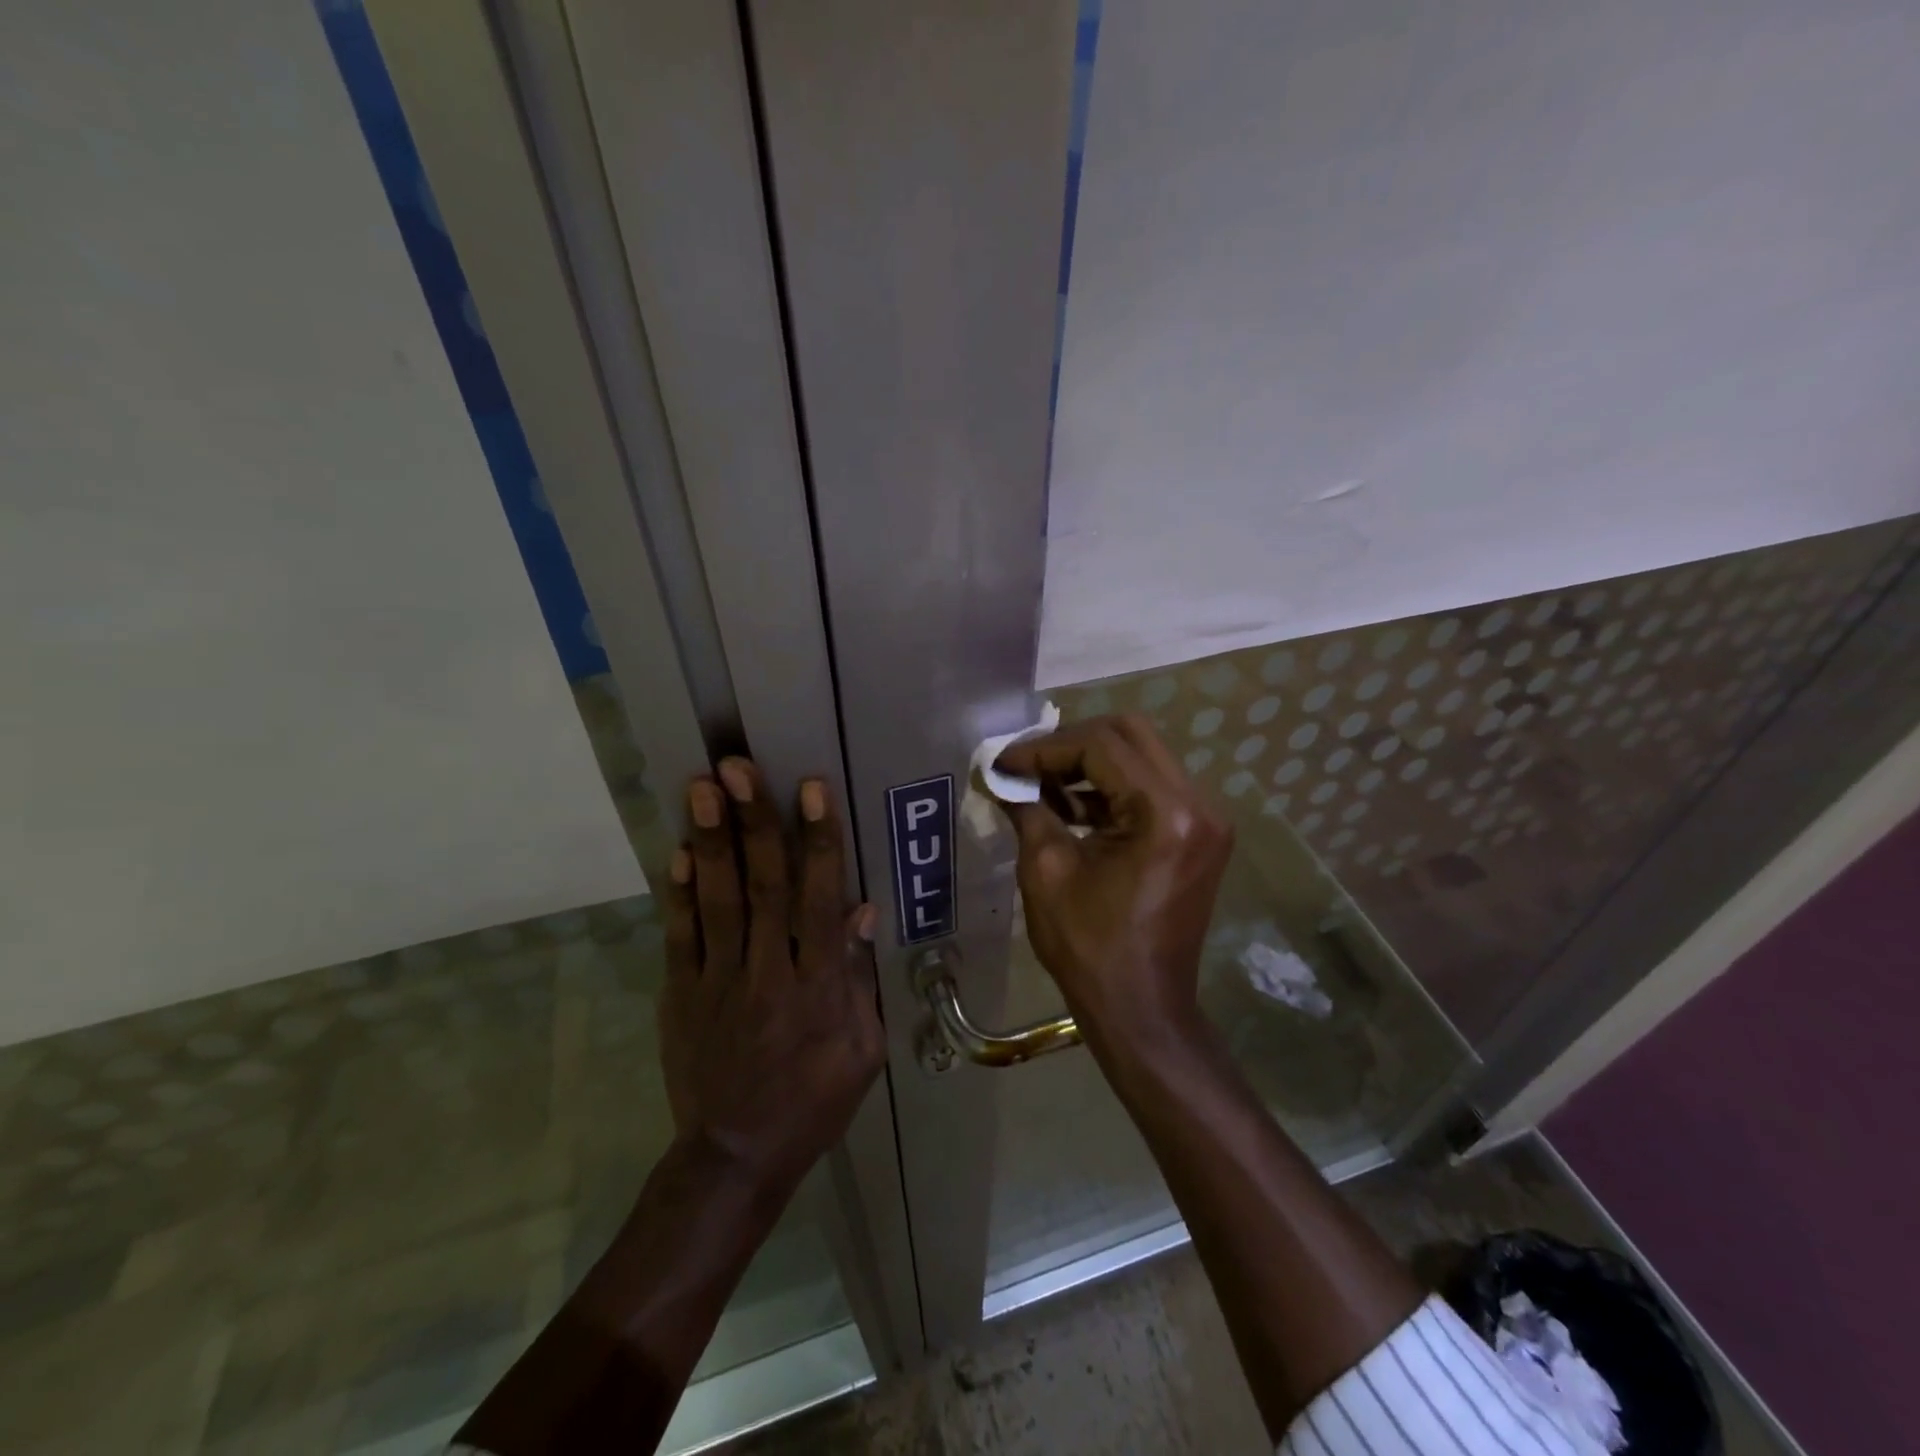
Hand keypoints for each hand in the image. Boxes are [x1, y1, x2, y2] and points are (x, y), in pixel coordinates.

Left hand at [659, 758, 884, 1197]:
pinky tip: (680, 849)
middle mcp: (768, 973)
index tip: (810, 789)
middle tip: (738, 767)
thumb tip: (859, 910)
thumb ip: (858, 977)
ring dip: (712, 840)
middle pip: (763, 887)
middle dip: (753, 822)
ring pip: (718, 901)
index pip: (820, 900)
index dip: (817, 841)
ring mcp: (718, 982)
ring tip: (703, 788)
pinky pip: (680, 936)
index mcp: (819, 986)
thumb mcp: (863, 1048)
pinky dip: (679, 892)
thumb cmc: (814, 1099)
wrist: (736, 1155)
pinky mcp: (681, 995)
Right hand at [995, 715, 1232, 1047]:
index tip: (1003, 763)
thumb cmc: (1090, 948)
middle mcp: (1197, 803)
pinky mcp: (1198, 833)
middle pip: (1129, 735)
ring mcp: (1205, 818)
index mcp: (1165, 813)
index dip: (1044, 748)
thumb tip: (1000, 775)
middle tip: (1026, 764)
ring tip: (1040, 782)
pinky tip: (1069, 803)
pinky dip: (1110, 786)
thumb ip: (1027, 809)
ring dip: (1089, 762)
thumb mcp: (1046, 871)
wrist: (1142, 1009)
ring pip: (1142, 756)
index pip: (1100, 746)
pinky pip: (1151, 786)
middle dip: (1070, 743)